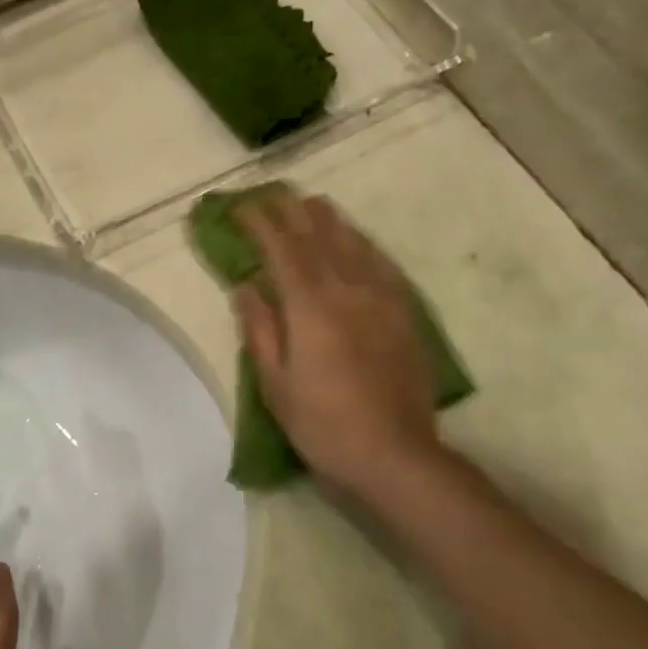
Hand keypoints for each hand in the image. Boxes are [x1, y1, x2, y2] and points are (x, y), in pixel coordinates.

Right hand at [235, 192, 445, 501]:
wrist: (394, 454)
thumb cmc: (322, 423)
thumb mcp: (275, 382)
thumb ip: (260, 328)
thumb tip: (246, 286)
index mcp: (311, 307)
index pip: (283, 250)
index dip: (261, 224)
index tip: (242, 208)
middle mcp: (349, 291)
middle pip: (321, 238)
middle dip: (295, 213)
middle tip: (276, 194)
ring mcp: (383, 301)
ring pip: (356, 245)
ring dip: (332, 221)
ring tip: (315, 204)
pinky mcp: (405, 316)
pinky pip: (384, 266)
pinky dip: (365, 246)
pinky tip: (360, 242)